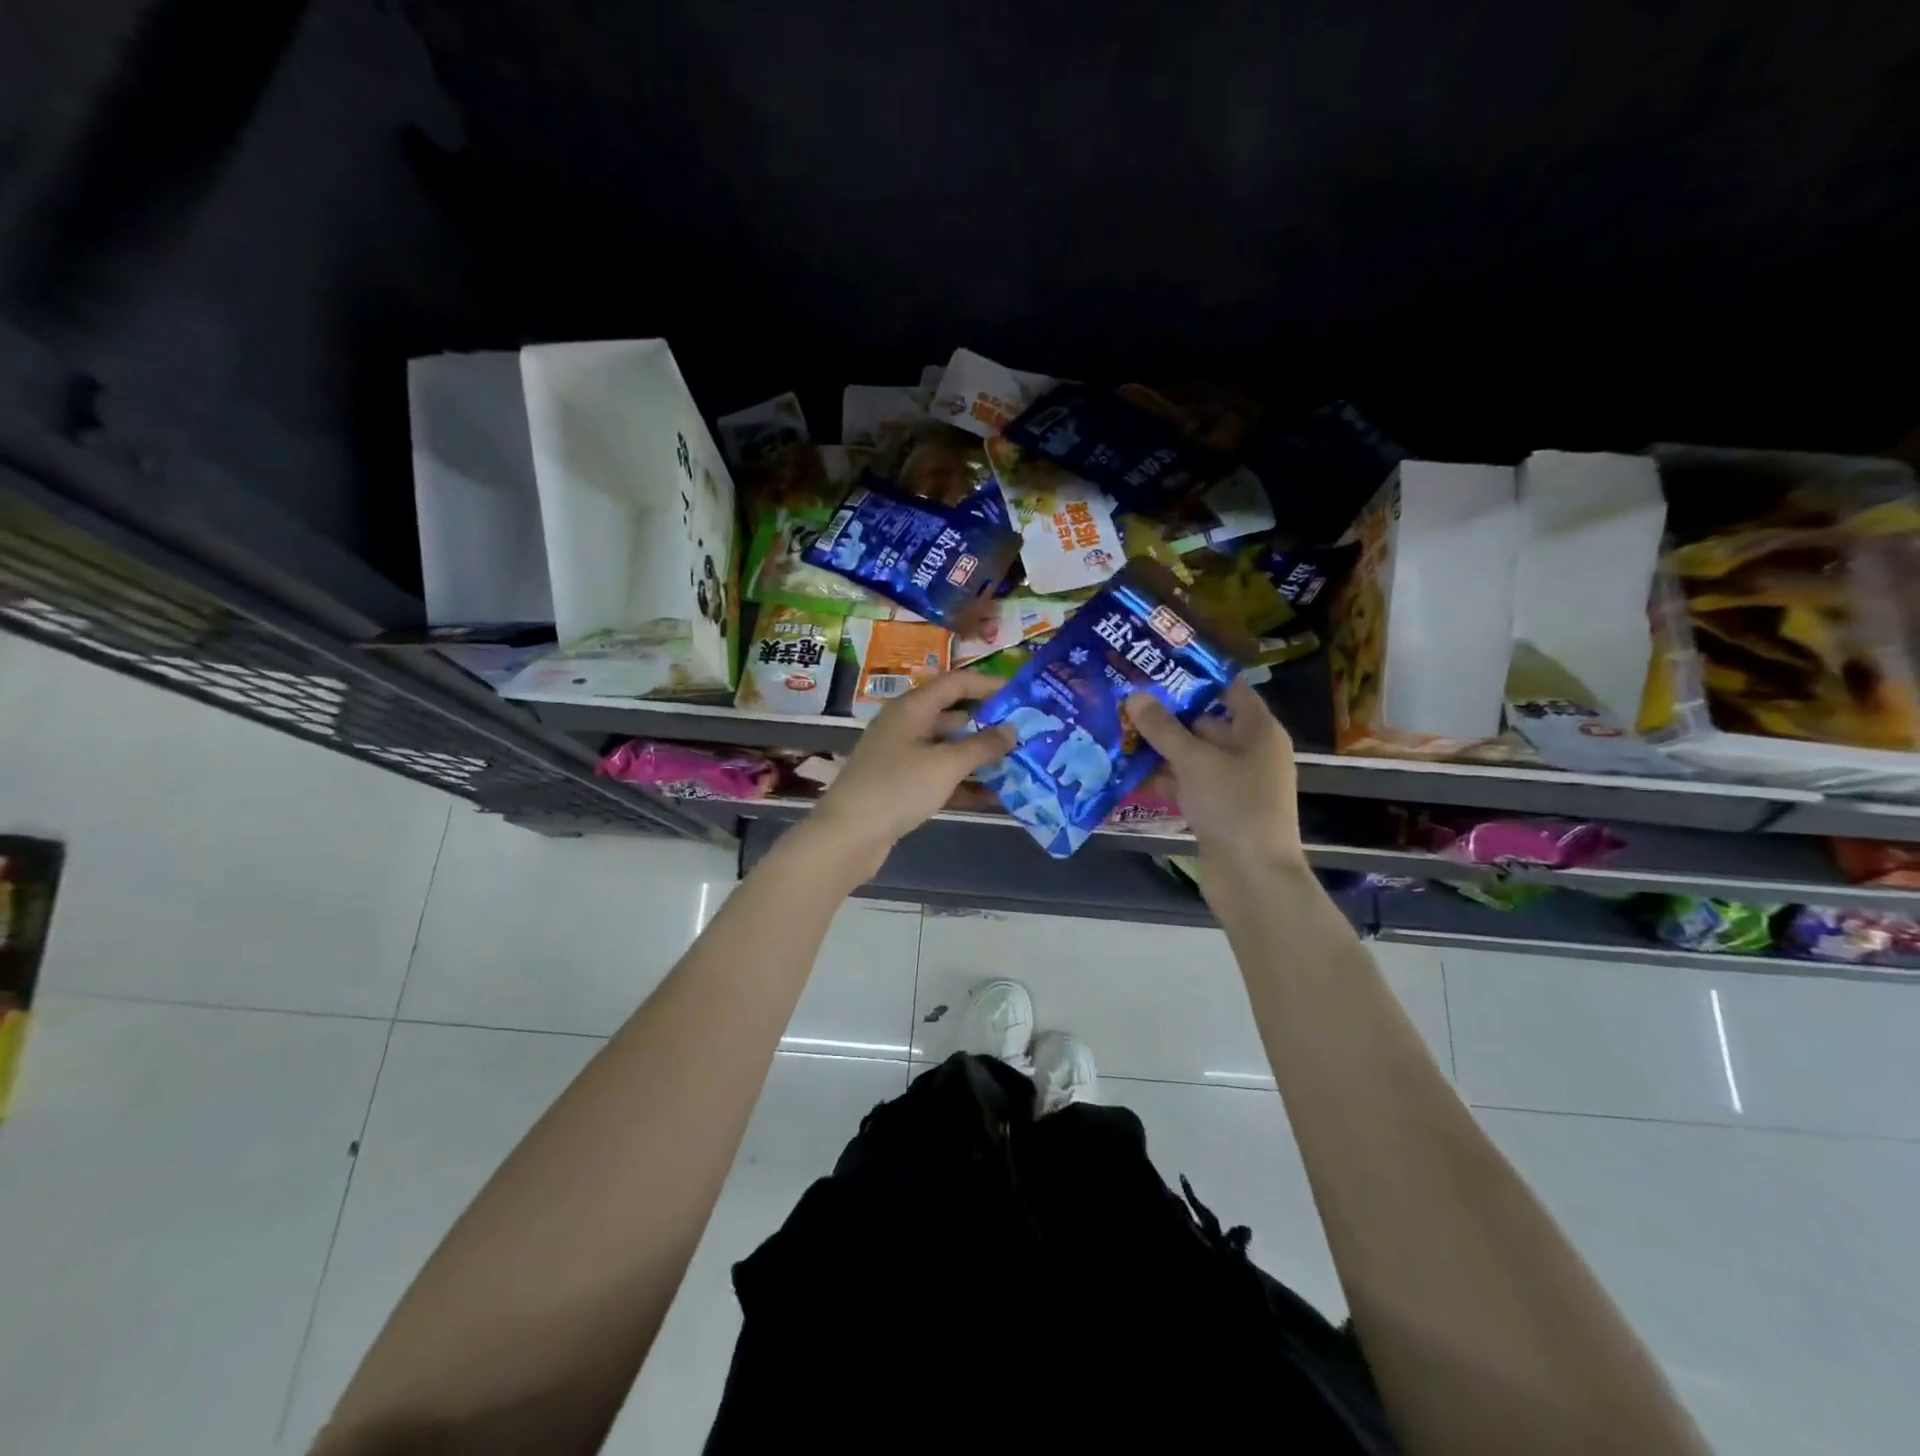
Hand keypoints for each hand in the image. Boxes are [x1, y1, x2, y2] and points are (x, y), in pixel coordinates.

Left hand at [805, 670, 1015, 878]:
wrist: (848, 835)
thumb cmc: (897, 788)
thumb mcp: (945, 764)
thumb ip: (982, 745)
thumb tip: (1012, 730)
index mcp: (912, 708)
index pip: (956, 683)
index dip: (989, 685)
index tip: (1022, 695)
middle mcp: (906, 726)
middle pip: (954, 716)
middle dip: (989, 725)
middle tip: (1026, 734)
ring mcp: (902, 757)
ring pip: (949, 749)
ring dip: (980, 757)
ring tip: (1019, 765)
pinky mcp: (902, 786)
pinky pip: (940, 777)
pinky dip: (965, 784)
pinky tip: (995, 797)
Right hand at [1124, 679, 1304, 868]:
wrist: (1252, 877)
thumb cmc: (1233, 806)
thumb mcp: (1195, 761)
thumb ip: (1164, 728)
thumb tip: (1135, 696)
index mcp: (1258, 731)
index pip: (1230, 689)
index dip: (1197, 676)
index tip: (1158, 666)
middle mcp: (1249, 751)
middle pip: (1205, 722)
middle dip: (1167, 713)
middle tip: (1125, 698)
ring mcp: (1233, 782)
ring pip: (1192, 755)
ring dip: (1159, 748)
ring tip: (1116, 730)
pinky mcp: (1216, 808)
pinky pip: (1187, 782)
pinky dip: (1162, 777)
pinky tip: (1126, 771)